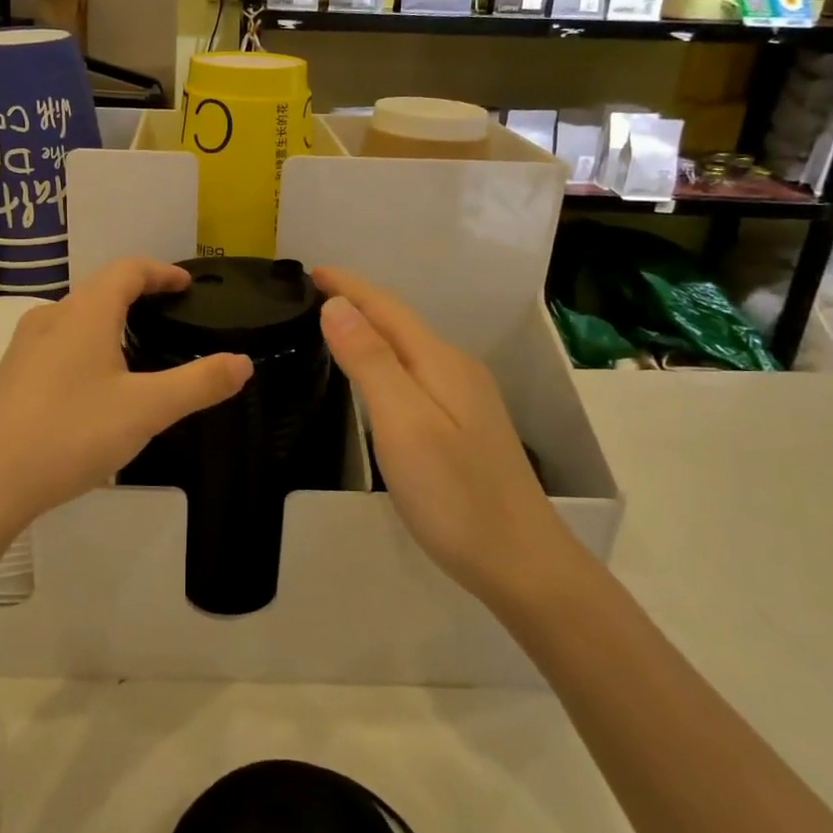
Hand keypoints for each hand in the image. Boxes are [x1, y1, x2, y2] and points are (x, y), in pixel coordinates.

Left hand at [0, 259, 252, 528]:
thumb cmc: (70, 433)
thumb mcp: (147, 410)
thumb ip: (199, 384)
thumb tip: (243, 362)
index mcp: (86, 313)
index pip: (127, 270)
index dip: (161, 271)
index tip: (185, 285)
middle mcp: (51, 318)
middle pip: (100, 291)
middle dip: (137, 295)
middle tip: (169, 316)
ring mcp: (24, 348)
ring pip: (76, 319)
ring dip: (109, 322)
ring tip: (137, 349)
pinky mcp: (10, 377)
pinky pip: (58, 346)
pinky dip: (87, 347)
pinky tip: (94, 386)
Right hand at [313, 266, 569, 602]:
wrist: (521, 562)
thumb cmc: (455, 495)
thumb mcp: (404, 424)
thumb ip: (371, 362)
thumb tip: (339, 307)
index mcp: (440, 362)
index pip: (387, 308)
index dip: (349, 287)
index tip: (311, 270)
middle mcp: (456, 370)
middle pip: (400, 323)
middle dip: (358, 302)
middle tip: (312, 297)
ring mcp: (466, 399)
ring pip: (409, 349)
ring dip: (372, 330)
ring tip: (334, 328)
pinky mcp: (465, 426)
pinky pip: (416, 373)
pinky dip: (386, 360)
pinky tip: (376, 378)